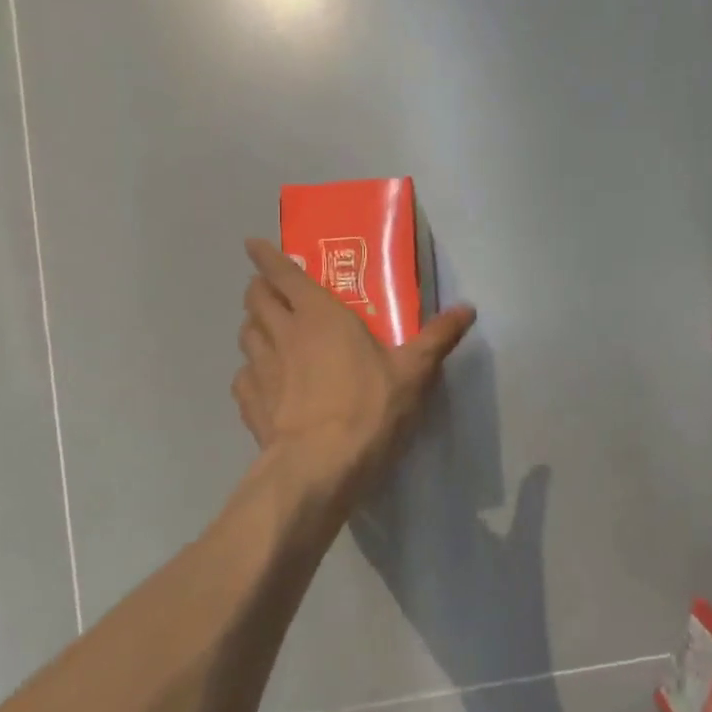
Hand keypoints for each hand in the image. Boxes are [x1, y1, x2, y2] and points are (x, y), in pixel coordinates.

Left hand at [233, 239, 475, 492]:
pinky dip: (251, 373)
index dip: (265, 256)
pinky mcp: (249, 403)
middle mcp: (282, 333)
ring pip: (245, 334)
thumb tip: (468, 308)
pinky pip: (243, 376)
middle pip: (255, 298)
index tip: (254, 245)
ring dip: (254, 326)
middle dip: (259, 288)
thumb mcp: (413, 372)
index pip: (282, 273)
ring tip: (269, 334)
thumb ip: (437, 337)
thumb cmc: (369, 408)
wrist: (319, 466)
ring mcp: (260, 369)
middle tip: (274, 293)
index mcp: (319, 315)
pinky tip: (265, 384)